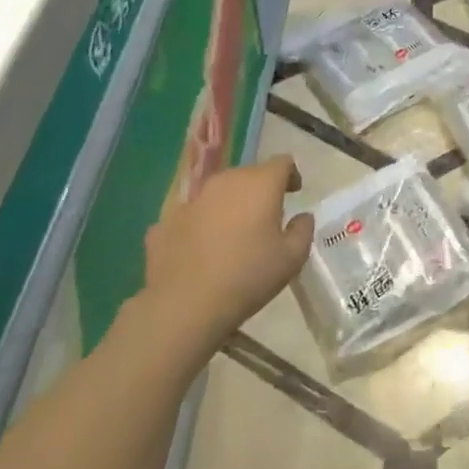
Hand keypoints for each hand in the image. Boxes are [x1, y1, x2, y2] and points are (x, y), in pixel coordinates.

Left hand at [144, 156, 313, 339]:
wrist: (184, 305)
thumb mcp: (293, 257)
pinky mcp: (165, 222)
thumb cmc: (248, 276)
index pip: (282, 163)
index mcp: (259, 183)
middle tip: (266, 218)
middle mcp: (224, 182)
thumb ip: (303, 229)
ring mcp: (191, 201)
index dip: (291, 175)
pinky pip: (191, 216)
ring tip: (233, 235)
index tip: (294, 194)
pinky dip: (201, 226)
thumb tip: (301, 216)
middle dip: (259, 191)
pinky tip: (202, 251)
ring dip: (229, 206)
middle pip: (248, 175)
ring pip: (218, 193)